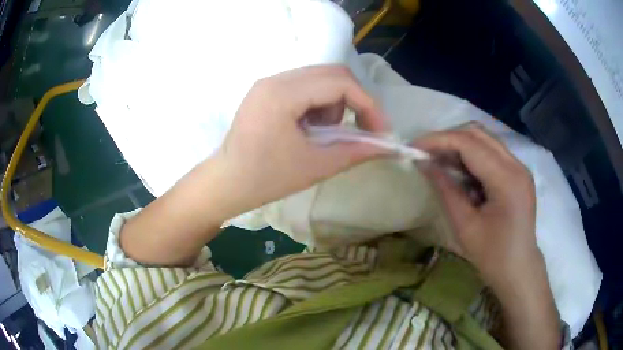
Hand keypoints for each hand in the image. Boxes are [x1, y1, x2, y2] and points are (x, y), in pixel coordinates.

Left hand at [210, 65, 387, 220]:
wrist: (226, 183)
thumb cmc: (266, 179)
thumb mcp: (315, 166)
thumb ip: (355, 151)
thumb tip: (387, 146)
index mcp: (283, 94)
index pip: (340, 83)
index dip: (368, 105)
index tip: (381, 131)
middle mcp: (276, 78)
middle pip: (332, 74)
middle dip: (353, 102)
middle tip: (358, 131)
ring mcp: (269, 82)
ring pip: (320, 78)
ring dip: (334, 103)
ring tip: (323, 134)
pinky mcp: (267, 90)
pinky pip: (305, 86)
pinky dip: (319, 104)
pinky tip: (308, 128)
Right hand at [415, 125, 559, 348]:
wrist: (518, 269)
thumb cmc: (492, 256)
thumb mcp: (465, 225)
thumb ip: (446, 189)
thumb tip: (424, 163)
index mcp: (506, 180)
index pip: (469, 143)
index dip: (439, 140)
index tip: (414, 147)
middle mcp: (517, 165)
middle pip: (478, 133)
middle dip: (448, 138)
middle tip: (426, 153)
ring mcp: (519, 167)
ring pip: (485, 139)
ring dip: (459, 145)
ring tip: (440, 161)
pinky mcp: (518, 172)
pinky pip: (491, 152)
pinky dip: (472, 155)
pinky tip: (460, 171)